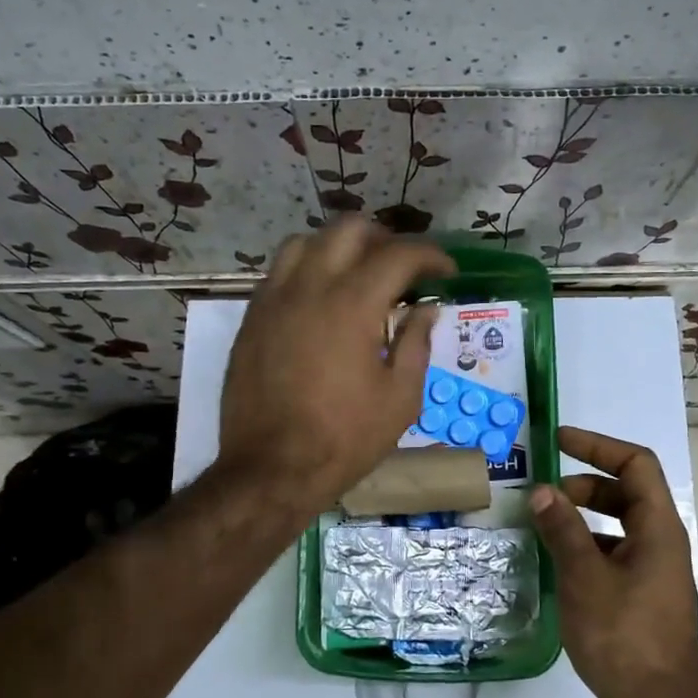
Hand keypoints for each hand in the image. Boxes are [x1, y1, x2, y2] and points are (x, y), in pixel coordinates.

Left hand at [218, 219, 454, 511]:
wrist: (271, 469)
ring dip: (340, 247)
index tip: (446, 272)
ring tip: (358, 274)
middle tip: (403, 268)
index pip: (399, 254)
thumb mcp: (400, 398)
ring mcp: (274, 299)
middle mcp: (310, 286)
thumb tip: (425, 310)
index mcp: (353, 304)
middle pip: (350, 229)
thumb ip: (416, 344)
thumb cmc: (344, 439)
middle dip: (385, 239)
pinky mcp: (252, 318)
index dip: (431, 256)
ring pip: (306, 241)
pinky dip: (308, 270)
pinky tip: (321, 300)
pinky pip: (280, 272)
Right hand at [528, 426, 697, 697]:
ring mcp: (653, 575)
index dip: (599, 446)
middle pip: (627, 494)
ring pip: (618, 528)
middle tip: (545, 494)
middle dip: (585, 484)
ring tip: (543, 528)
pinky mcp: (641, 602)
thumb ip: (563, 529)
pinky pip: (613, 557)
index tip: (560, 441)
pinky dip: (585, 550)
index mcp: (659, 529)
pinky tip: (556, 567)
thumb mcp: (585, 576)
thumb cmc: (623, 635)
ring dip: (582, 519)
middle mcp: (661, 545)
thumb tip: (543, 491)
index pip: (636, 464)